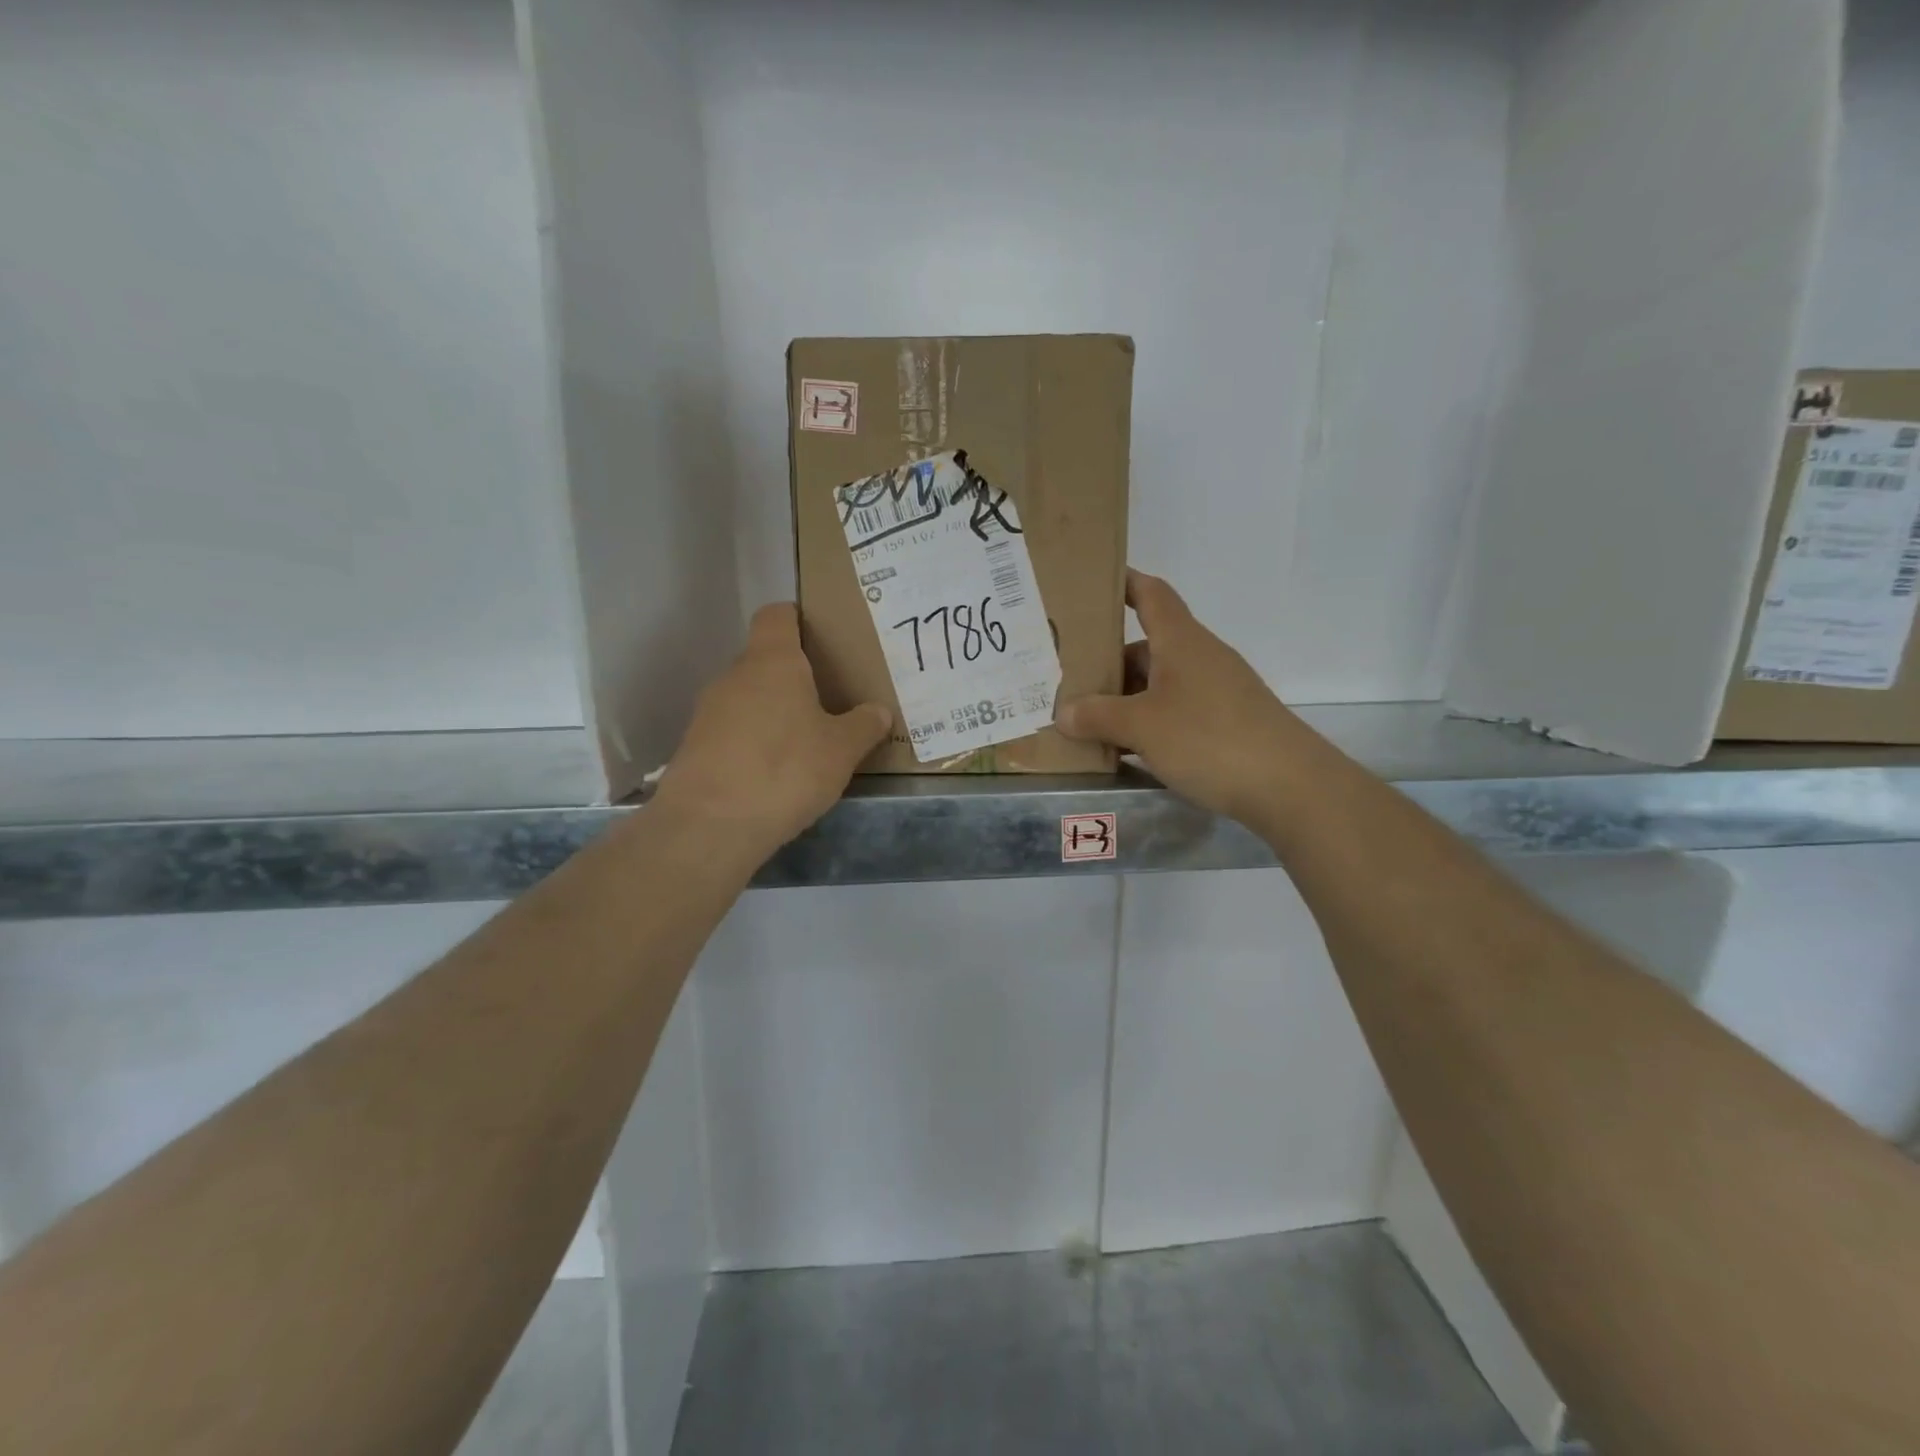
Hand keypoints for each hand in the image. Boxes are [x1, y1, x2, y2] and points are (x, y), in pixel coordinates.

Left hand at [654, 603, 890, 852]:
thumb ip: (864, 726)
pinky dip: (753, 741)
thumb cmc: (786, 769)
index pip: (777, 615)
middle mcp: (735, 676)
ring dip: (774, 712)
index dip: (798, 619)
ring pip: (748, 697)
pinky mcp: (695, 746)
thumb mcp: (841, 750)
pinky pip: (733, 731)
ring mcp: (708, 711)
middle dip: (795, 676)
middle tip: (828, 699)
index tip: (821, 637)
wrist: (710, 824)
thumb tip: (878, 711)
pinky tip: (774, 772)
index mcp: (772, 661)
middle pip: (765, 660)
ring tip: (805, 740)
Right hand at [1056, 569, 1306, 822]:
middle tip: (1069, 680)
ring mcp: (1216, 690)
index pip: (1150, 594)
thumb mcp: (1142, 727)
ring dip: (1126, 698)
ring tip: (1088, 722)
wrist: (1289, 785)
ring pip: (1159, 684)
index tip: (1092, 583)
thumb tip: (1063, 712)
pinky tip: (1126, 750)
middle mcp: (1200, 657)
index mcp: (1181, 641)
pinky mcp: (1226, 722)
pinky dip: (1148, 722)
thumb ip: (1098, 716)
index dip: (1123, 583)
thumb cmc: (1209, 739)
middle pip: (1147, 647)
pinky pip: (1175, 711)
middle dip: (1109, 662)